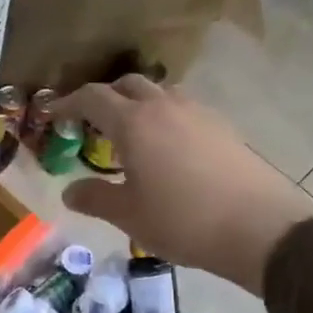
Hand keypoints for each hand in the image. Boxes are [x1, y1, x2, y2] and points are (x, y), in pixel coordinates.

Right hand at [54, 76, 312, 293]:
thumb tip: (70, 191)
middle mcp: (165, 107)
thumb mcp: (128, 215)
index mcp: (134, 123)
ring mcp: (199, 114)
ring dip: (138, 104)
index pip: (93, 98)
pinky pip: (184, 111)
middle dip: (105, 97)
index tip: (54, 116)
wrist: (258, 228)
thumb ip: (94, 198)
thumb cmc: (181, 220)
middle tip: (91, 123)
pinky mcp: (223, 129)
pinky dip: (164, 119)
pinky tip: (166, 150)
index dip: (68, 103)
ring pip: (160, 94)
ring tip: (129, 135)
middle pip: (128, 85)